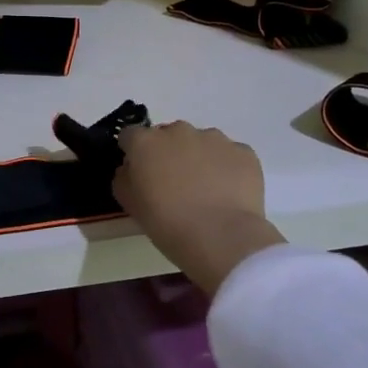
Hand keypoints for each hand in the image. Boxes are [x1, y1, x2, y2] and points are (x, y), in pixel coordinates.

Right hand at [114, 121, 285, 293]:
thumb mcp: (130, 204)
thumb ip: (124, 179)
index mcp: (146, 142)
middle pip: (168, 135)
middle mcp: (179, 131)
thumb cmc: (167, 223)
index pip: (130, 136)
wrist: (221, 237)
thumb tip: (129, 169)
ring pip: (201, 142)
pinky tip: (227, 193)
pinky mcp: (243, 151)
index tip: (139, 172)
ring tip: (205, 190)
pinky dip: (226, 168)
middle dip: (168, 153)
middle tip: (173, 183)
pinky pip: (229, 155)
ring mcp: (214, 138)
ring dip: (198, 158)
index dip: (133, 153)